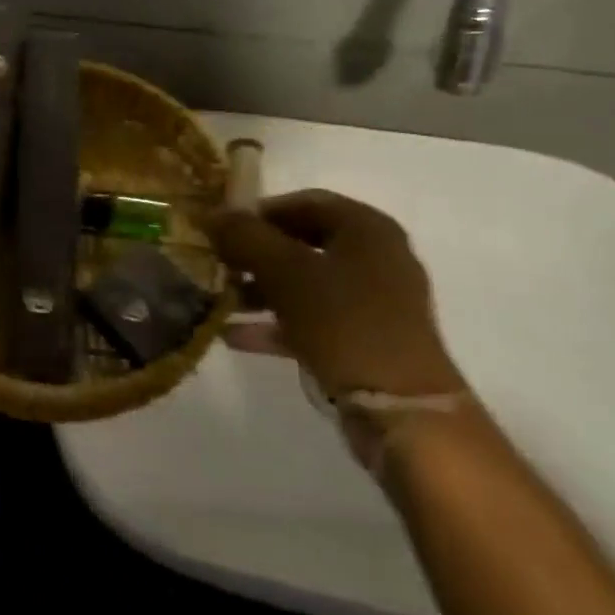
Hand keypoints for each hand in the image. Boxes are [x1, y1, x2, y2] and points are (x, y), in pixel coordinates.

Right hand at [211, 191, 464, 398]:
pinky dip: (276, 324)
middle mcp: (376, 258)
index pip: (305, 202)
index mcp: (367, 229)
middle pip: (303, 243)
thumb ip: (245, 237)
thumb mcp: (286, 272)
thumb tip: (212, 212)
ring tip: (219, 300)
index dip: (259, 211)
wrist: (403, 413)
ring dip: (260, 290)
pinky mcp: (366, 342)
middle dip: (256, 253)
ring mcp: (373, 303)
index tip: (221, 227)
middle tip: (217, 262)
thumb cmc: (345, 323)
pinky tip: (233, 336)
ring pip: (305, 284)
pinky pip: (313, 320)